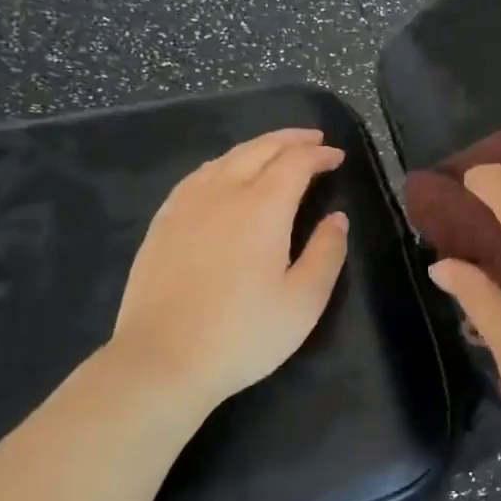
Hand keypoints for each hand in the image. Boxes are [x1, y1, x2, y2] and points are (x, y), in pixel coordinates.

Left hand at [110, 127, 348, 412]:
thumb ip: (327, 252)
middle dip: (289, 140)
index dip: (319, 155)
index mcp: (262, 208)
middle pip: (258, 150)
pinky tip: (224, 176)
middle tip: (313, 140)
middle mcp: (222, 193)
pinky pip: (197, 176)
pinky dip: (223, 164)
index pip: (295, 163)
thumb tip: (336, 218)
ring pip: (225, 159)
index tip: (337, 157)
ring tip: (275, 152)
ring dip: (256, 148)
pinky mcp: (162, 223)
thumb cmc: (244, 334)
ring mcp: (186, 206)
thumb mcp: (304, 301)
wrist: (162, 361)